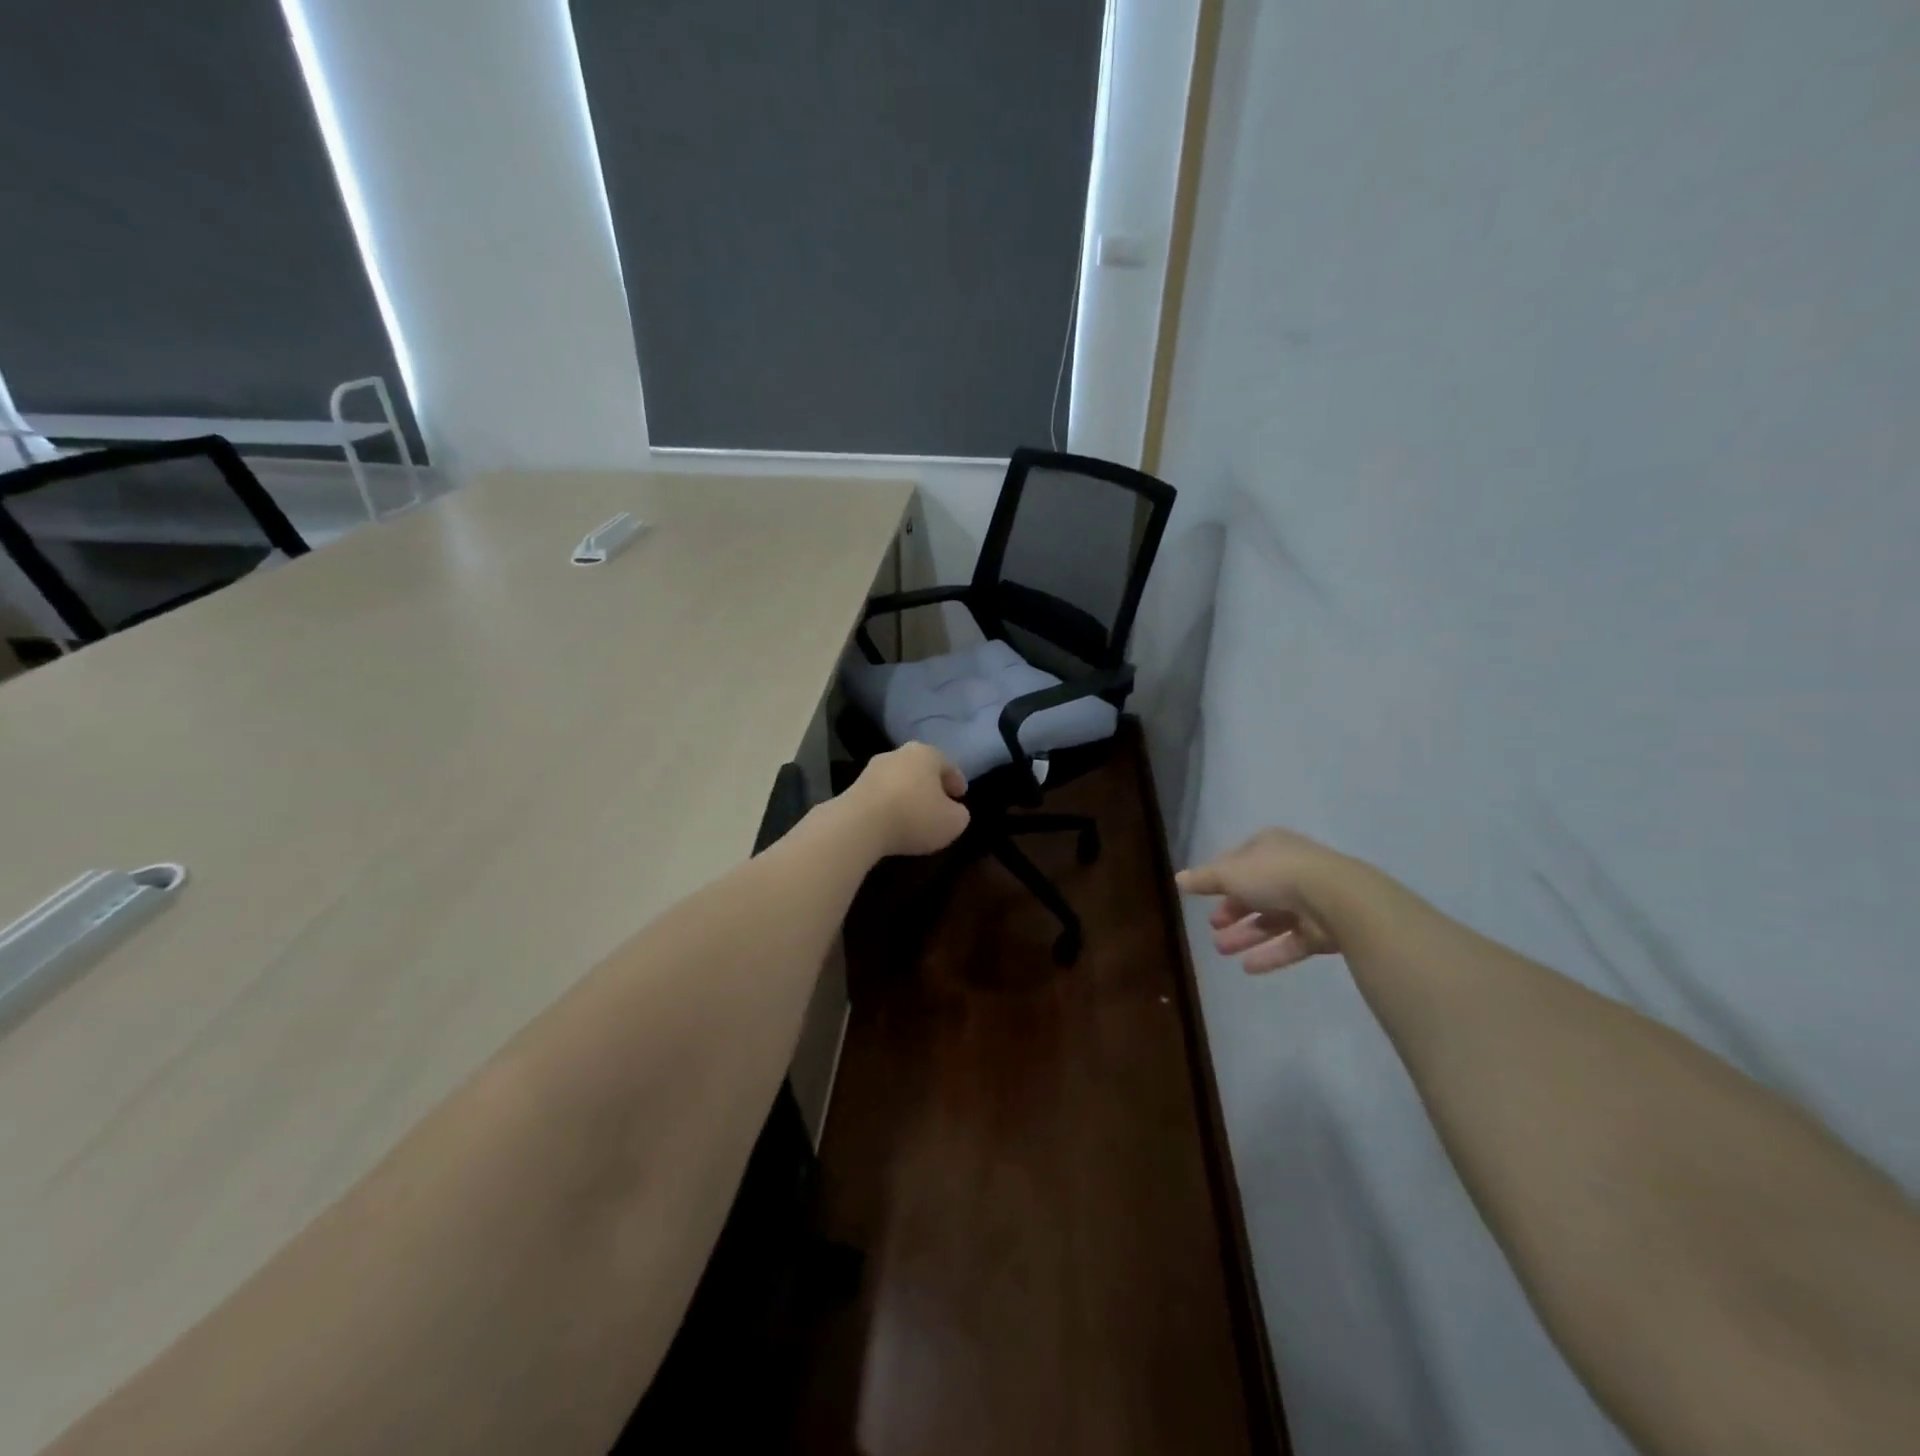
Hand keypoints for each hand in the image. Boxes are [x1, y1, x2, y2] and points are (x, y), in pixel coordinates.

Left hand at [845, 742, 969, 857]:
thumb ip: (959, 814)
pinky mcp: (853, 788)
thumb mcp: (953, 822)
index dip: (956, 780)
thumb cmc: (914, 816)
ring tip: (914, 815)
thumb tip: (954, 811)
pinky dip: (889, 806)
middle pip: (920, 768)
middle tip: (940, 802)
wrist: (859, 825)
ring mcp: (872, 770)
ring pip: (898, 781)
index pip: (947, 764)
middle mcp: (898, 754)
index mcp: (926, 754)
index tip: (961, 795)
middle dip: (930, 785)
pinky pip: (880, 796)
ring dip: (907, 795)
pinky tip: (892, 822)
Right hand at [1176, 828, 1358, 972]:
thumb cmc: (1275, 876)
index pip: (1239, 861)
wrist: (1336, 899)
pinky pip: (1291, 942)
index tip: (1204, 898)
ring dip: (1246, 934)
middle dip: (1233, 911)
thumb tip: (1178, 879)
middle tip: (1213, 928)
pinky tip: (1247, 968)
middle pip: (1255, 892)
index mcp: (1269, 848)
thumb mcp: (1230, 874)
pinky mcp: (1322, 930)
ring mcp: (1309, 901)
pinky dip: (1269, 954)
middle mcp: (1290, 870)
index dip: (1220, 880)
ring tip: (1222, 951)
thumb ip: (1205, 879)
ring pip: (1272, 919)